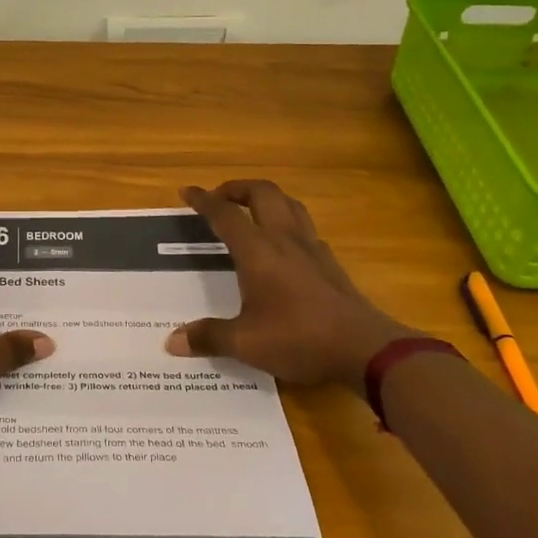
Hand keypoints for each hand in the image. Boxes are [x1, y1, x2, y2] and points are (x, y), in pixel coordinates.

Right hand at [165, 180, 416, 389]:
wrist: (365, 349)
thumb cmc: (299, 339)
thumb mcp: (246, 343)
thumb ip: (208, 337)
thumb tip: (173, 341)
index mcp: (257, 251)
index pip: (225, 214)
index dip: (203, 200)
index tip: (186, 192)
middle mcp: (284, 239)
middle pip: (262, 193)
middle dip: (237, 188)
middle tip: (220, 198)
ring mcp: (312, 248)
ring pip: (289, 203)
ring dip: (266, 198)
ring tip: (250, 211)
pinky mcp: (330, 262)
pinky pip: (305, 226)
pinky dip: (287, 222)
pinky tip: (283, 244)